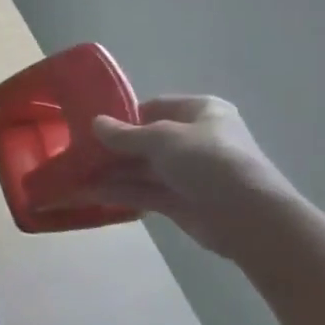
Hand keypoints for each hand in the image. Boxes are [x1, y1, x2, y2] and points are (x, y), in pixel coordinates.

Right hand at [93, 96, 298, 258]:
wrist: (249, 217)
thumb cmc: (208, 160)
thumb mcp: (161, 138)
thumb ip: (124, 134)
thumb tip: (95, 123)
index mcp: (200, 111)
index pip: (155, 107)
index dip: (124, 116)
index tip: (93, 127)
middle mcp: (195, 139)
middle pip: (146, 140)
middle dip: (113, 148)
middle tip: (78, 153)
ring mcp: (189, 172)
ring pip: (143, 169)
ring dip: (111, 172)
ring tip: (76, 176)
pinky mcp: (182, 201)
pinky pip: (145, 192)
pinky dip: (120, 192)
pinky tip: (91, 194)